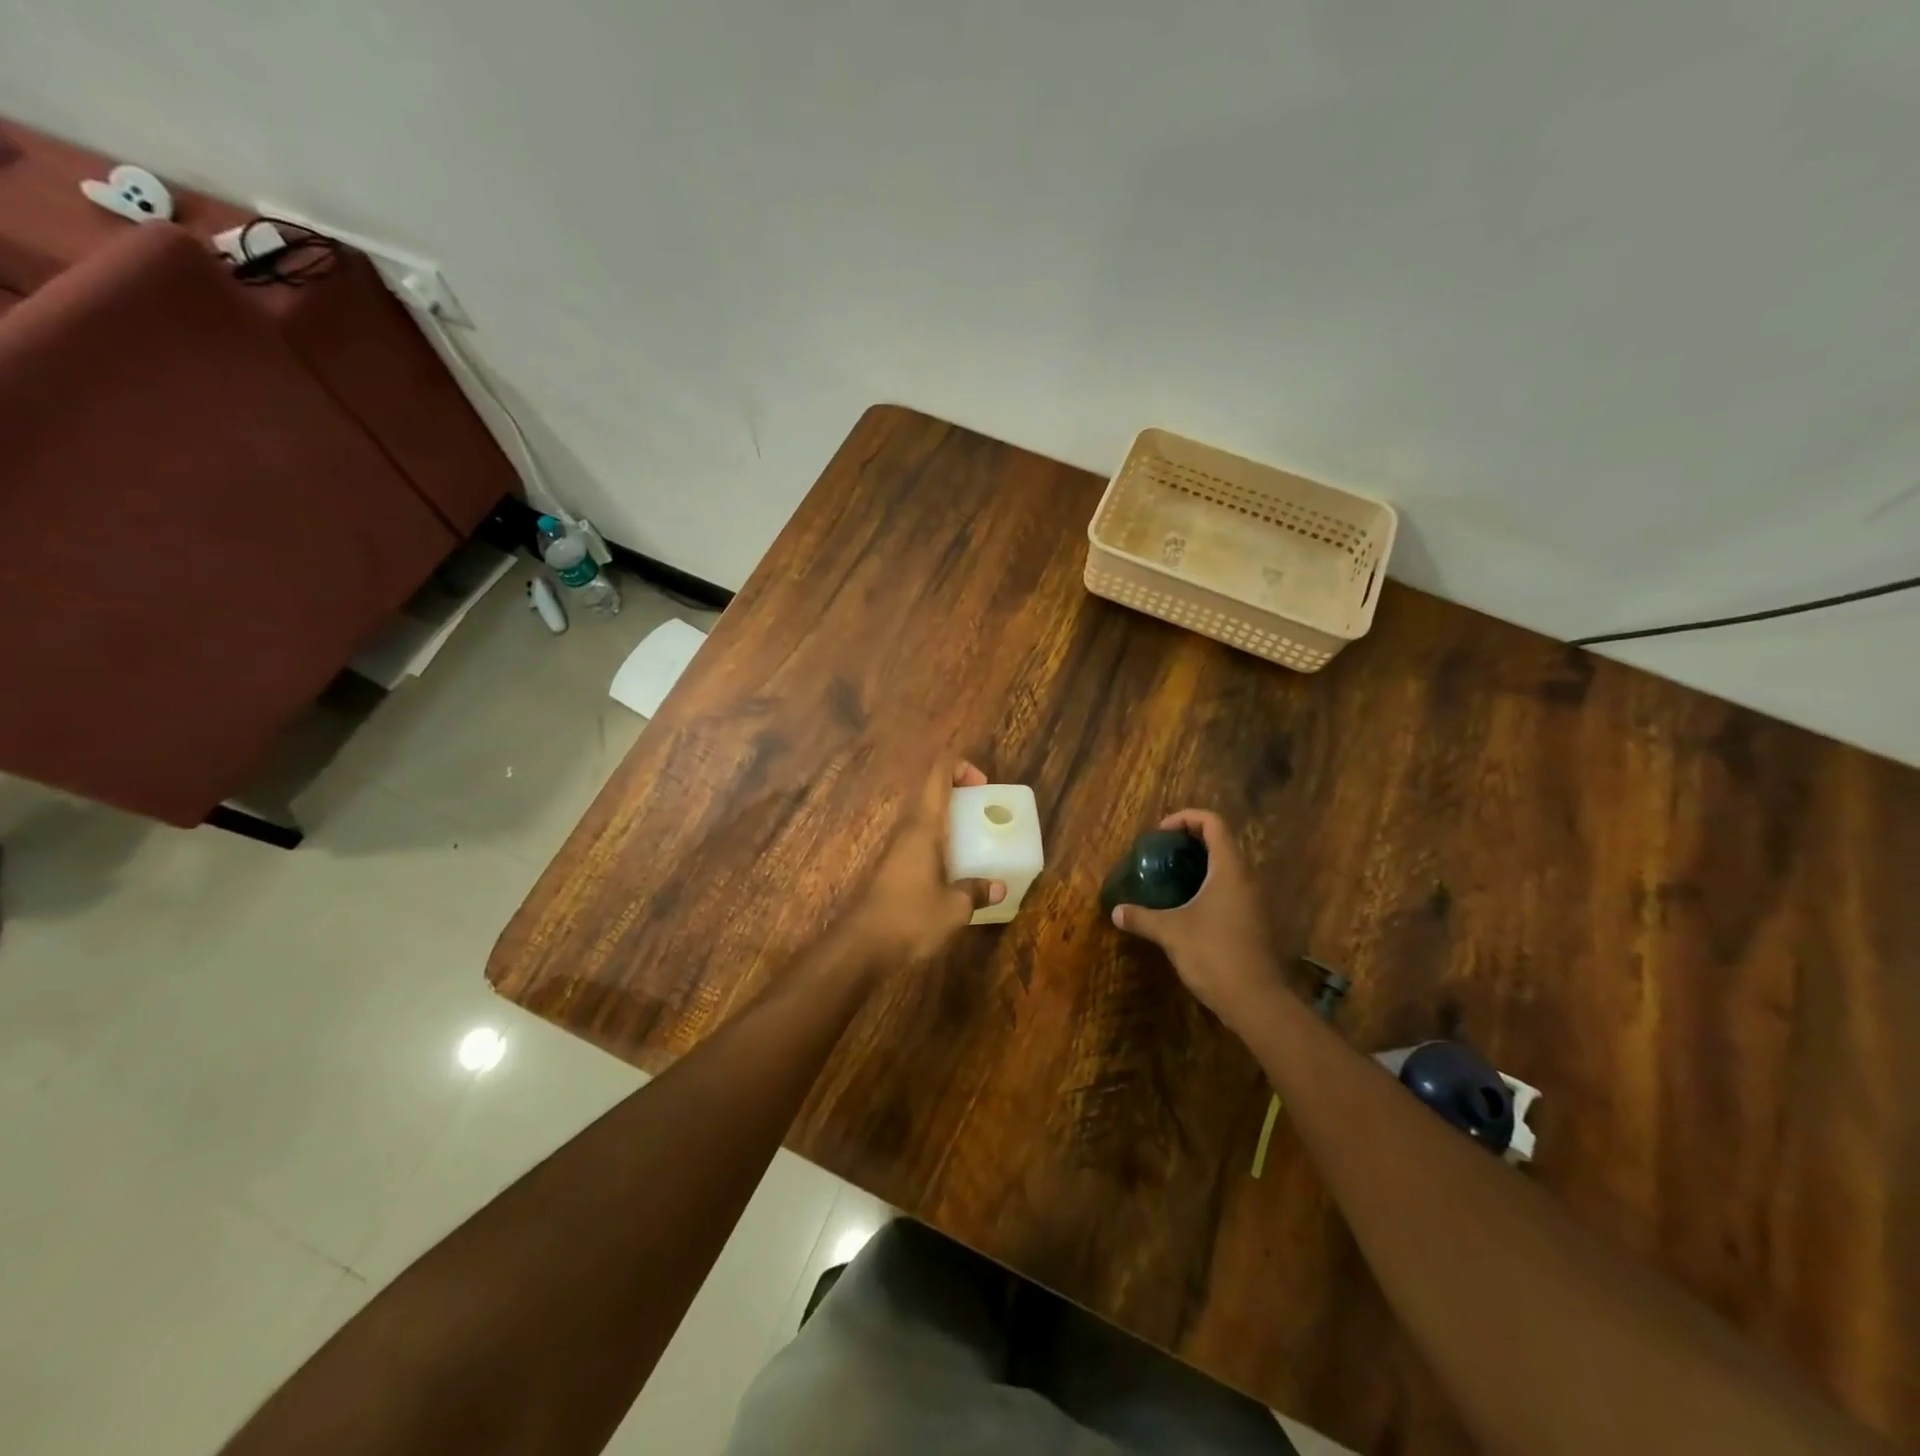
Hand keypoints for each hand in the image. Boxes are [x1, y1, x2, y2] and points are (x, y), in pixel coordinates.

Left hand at [845, 760, 1005, 963]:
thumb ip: (976, 892)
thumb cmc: (909, 918)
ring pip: (926, 818)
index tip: (984, 786)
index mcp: (924, 826)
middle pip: (932, 792)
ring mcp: (897, 848)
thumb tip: (998, 886)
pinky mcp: (892, 867)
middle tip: (986, 814)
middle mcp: (908, 829)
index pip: (939, 774)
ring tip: (978, 842)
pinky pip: (921, 841)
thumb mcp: (954, 908)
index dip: (962, 767)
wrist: (861, 946)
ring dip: (951, 821)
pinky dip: (941, 843)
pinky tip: (957, 870)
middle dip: (961, 794)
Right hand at [1110, 810, 1280, 1034]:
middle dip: (1190, 841)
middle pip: (1221, 842)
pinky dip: (1209, 886)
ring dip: (1201, 865)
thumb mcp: (1171, 933)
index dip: (1186, 818)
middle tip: (1161, 854)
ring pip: (1228, 868)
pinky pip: (1231, 890)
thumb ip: (1142, 918)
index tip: (1161, 834)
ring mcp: (1255, 901)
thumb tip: (1116, 912)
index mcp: (1230, 869)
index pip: (1213, 823)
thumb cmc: (1214, 954)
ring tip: (1170, 878)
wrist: (1257, 1001)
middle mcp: (1247, 878)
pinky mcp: (1255, 922)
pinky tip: (1188, 908)